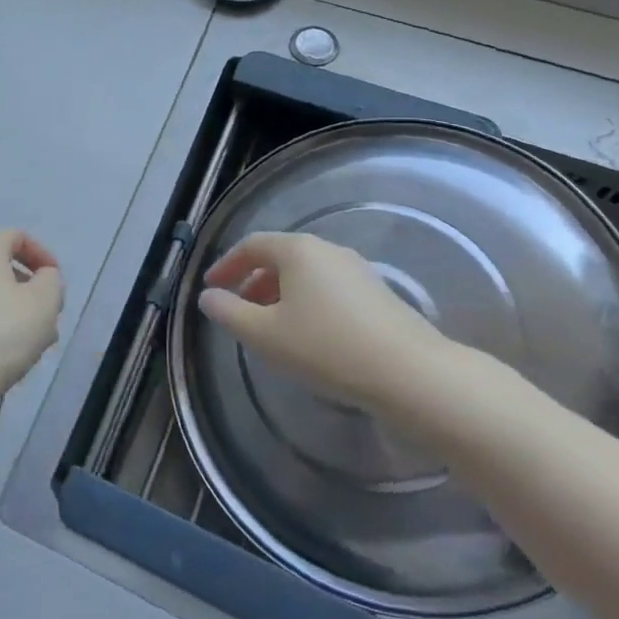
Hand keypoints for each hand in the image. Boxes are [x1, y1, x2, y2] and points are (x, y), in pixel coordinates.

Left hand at [0, 229, 64, 408]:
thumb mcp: (43, 304)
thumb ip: (51, 282)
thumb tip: (43, 278)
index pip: (15, 236)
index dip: (40, 253)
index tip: (54, 282)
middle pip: (1, 271)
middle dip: (29, 294)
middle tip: (47, 321)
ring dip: (12, 318)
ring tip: (30, 350)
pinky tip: (1, 363)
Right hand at [198, 232, 484, 426]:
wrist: (410, 373)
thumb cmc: (326, 347)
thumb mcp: (264, 334)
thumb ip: (229, 312)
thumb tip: (208, 297)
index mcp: (298, 250)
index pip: (251, 245)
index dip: (226, 264)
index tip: (211, 287)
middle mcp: (328, 250)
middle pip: (280, 257)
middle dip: (253, 281)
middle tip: (238, 310)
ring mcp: (357, 270)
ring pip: (306, 274)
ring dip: (280, 294)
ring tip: (270, 327)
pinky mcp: (378, 294)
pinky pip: (328, 289)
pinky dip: (306, 303)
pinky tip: (308, 337)